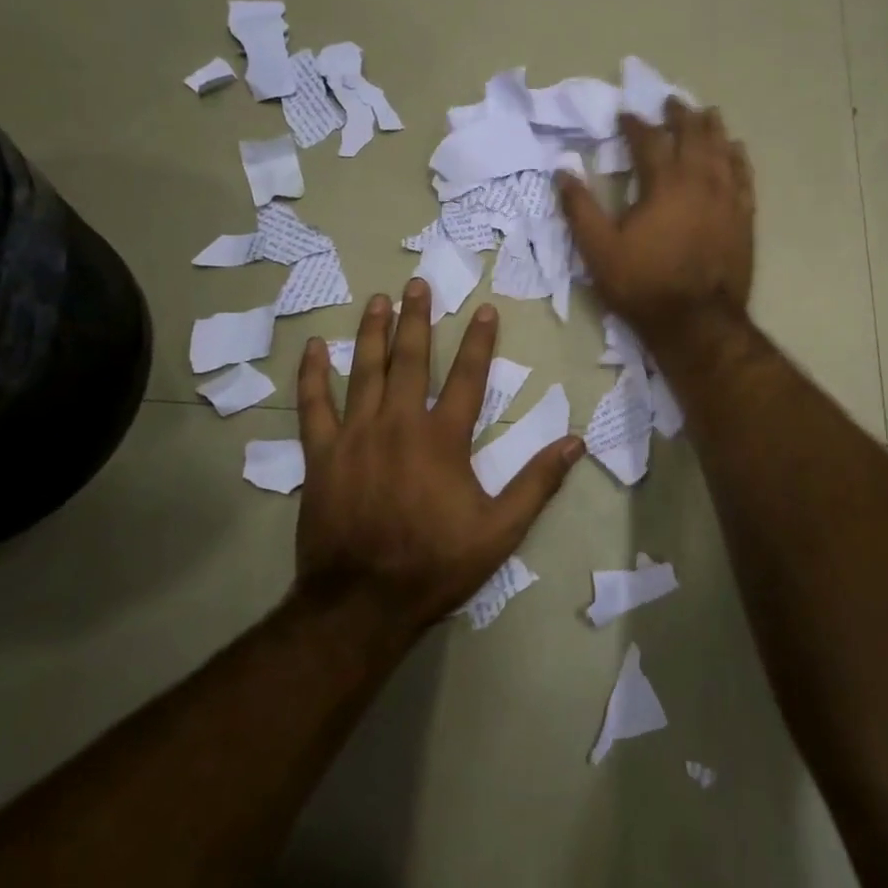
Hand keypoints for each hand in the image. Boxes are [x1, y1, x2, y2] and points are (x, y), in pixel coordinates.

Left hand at [294, 280, 582, 633]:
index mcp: (443, 438)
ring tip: (378, 300)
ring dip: (372, 332)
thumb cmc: (435, 564)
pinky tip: (313, 348)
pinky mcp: (322, 455)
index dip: (479, 341)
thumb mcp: (500, 531)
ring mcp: (355, 436)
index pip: (467, 377)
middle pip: (410, 359)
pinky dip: (313, 375)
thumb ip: (537, 483)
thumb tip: (574, 443)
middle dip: (416, 318)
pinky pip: (314, 406)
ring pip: (365, 371)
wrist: (362, 603)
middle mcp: (399, 424)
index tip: (484, 309)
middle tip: (417, 284)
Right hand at [558, 101, 755, 354]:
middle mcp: (700, 181)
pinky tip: (736, 149)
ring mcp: (727, 198)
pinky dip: (738, 157)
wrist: (697, 322)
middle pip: (693, 135)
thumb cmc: (644, 285)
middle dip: (680, 115)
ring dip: (712, 128)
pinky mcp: (744, 217)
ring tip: (707, 114)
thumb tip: (562, 171)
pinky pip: (744, 176)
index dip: (635, 124)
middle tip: (671, 102)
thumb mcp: (599, 250)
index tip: (625, 114)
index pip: (649, 140)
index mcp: (663, 183)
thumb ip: (579, 208)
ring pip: (723, 150)